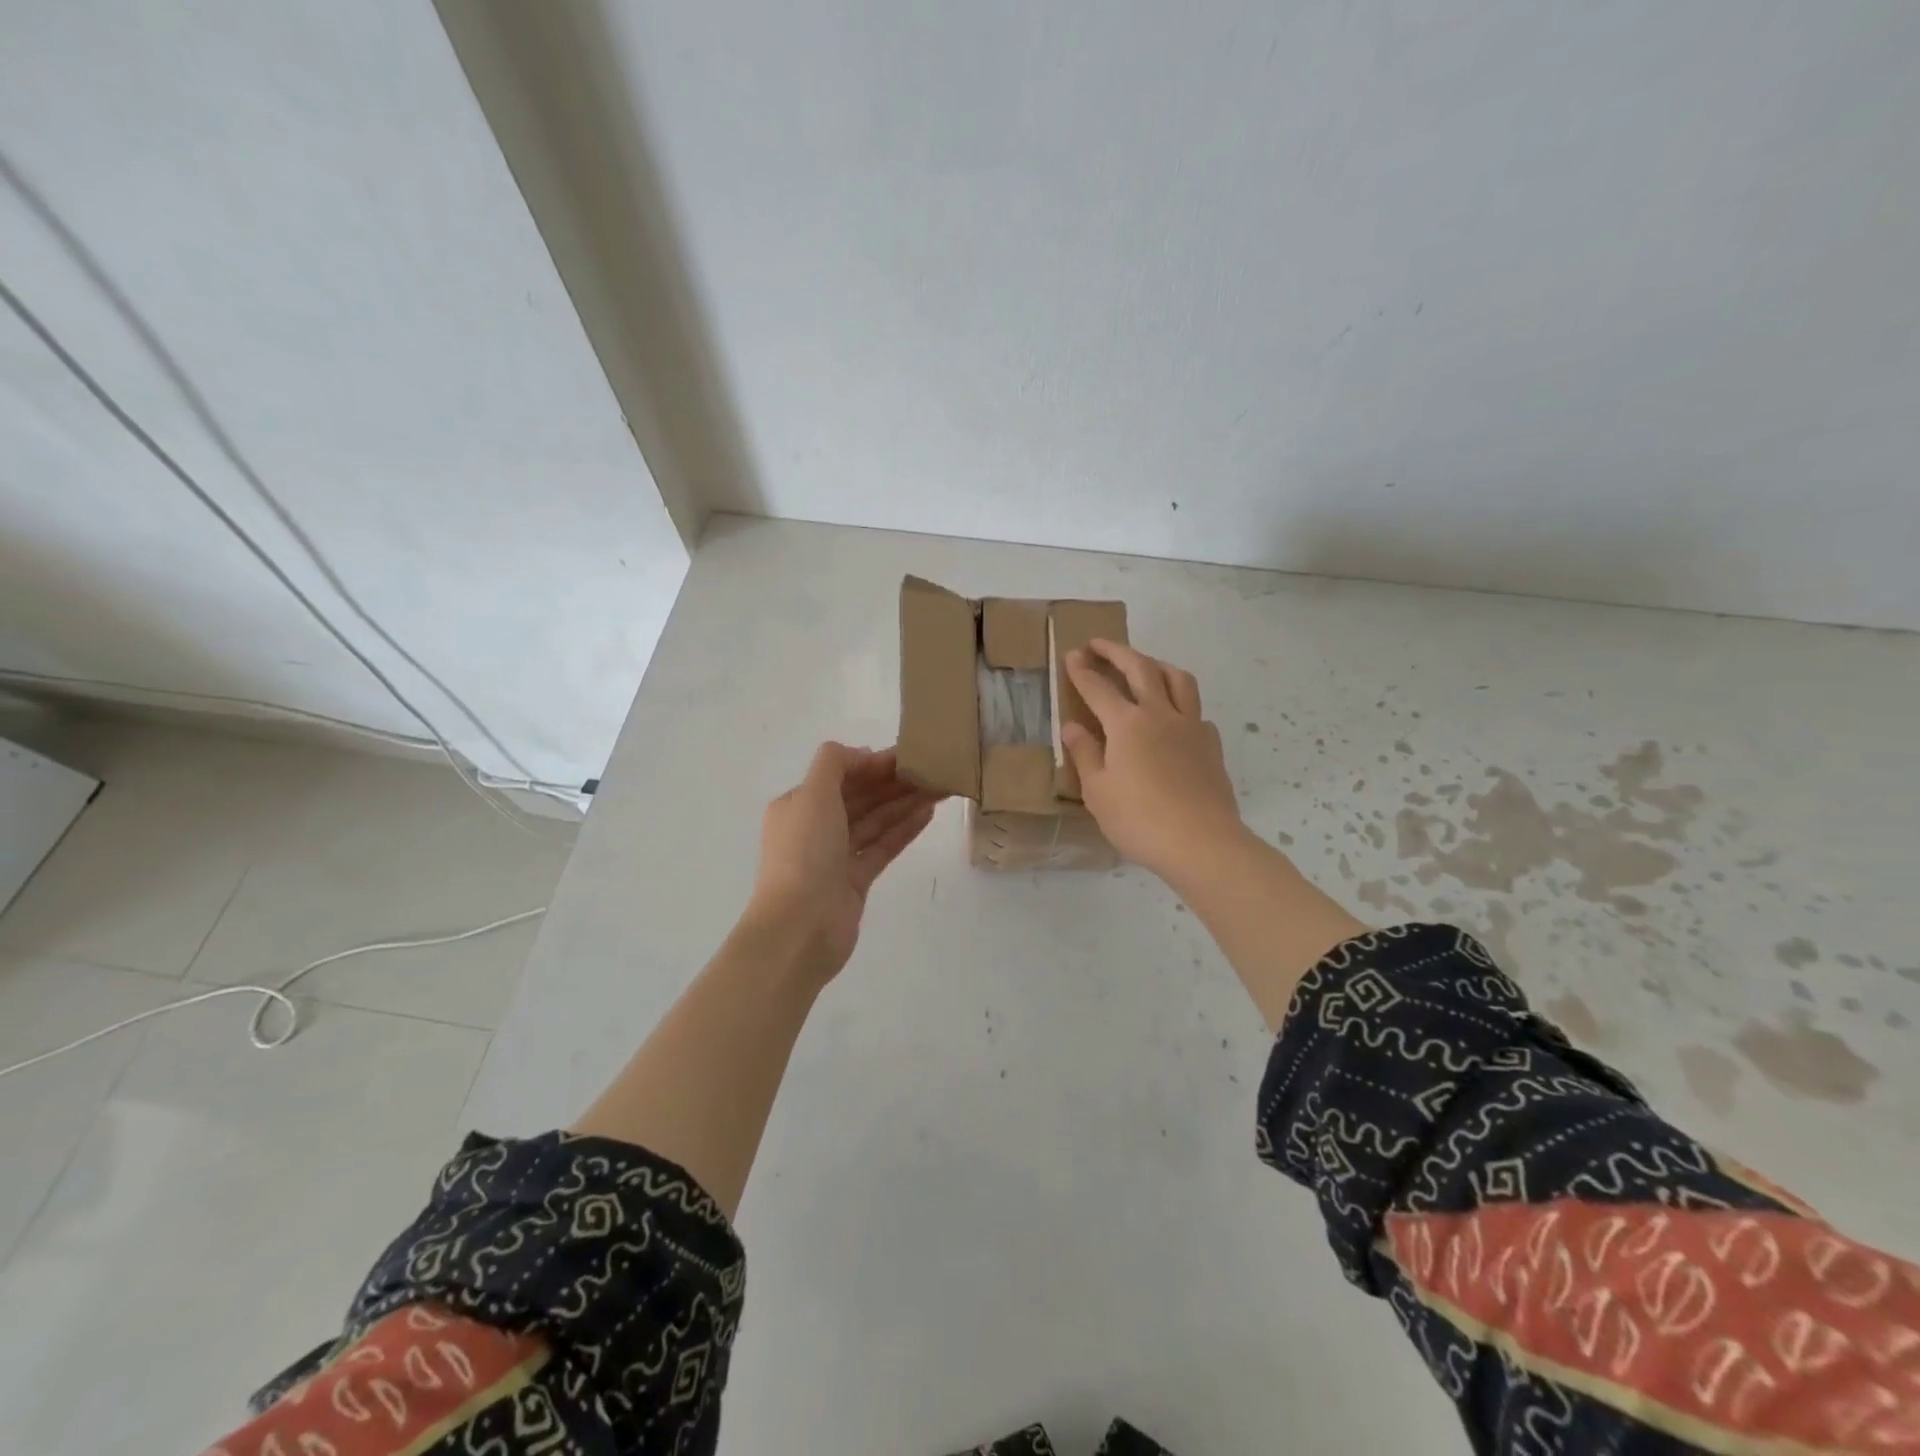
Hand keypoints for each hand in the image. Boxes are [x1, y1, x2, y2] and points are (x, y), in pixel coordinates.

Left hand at [746, 743, 939, 982]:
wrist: (801, 926)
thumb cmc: (805, 852)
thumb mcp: (813, 794)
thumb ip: (835, 763)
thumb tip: (864, 755)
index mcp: (799, 805)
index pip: (840, 775)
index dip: (873, 764)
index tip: (908, 755)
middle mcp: (815, 828)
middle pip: (860, 797)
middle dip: (893, 782)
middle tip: (932, 769)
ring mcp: (836, 856)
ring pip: (875, 821)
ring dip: (904, 803)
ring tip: (939, 788)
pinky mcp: (855, 881)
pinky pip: (883, 846)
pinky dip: (904, 829)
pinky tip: (928, 813)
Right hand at [1061, 640, 1247, 885]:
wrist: (1202, 842)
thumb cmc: (1139, 820)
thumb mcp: (1098, 791)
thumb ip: (1085, 754)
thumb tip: (1072, 726)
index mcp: (1127, 724)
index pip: (1099, 688)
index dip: (1082, 671)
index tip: (1072, 654)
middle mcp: (1160, 714)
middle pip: (1140, 668)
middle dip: (1117, 652)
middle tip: (1100, 644)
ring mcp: (1191, 726)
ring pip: (1177, 679)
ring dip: (1156, 664)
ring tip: (1143, 664)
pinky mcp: (1211, 744)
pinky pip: (1196, 710)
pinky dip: (1180, 701)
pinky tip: (1174, 716)